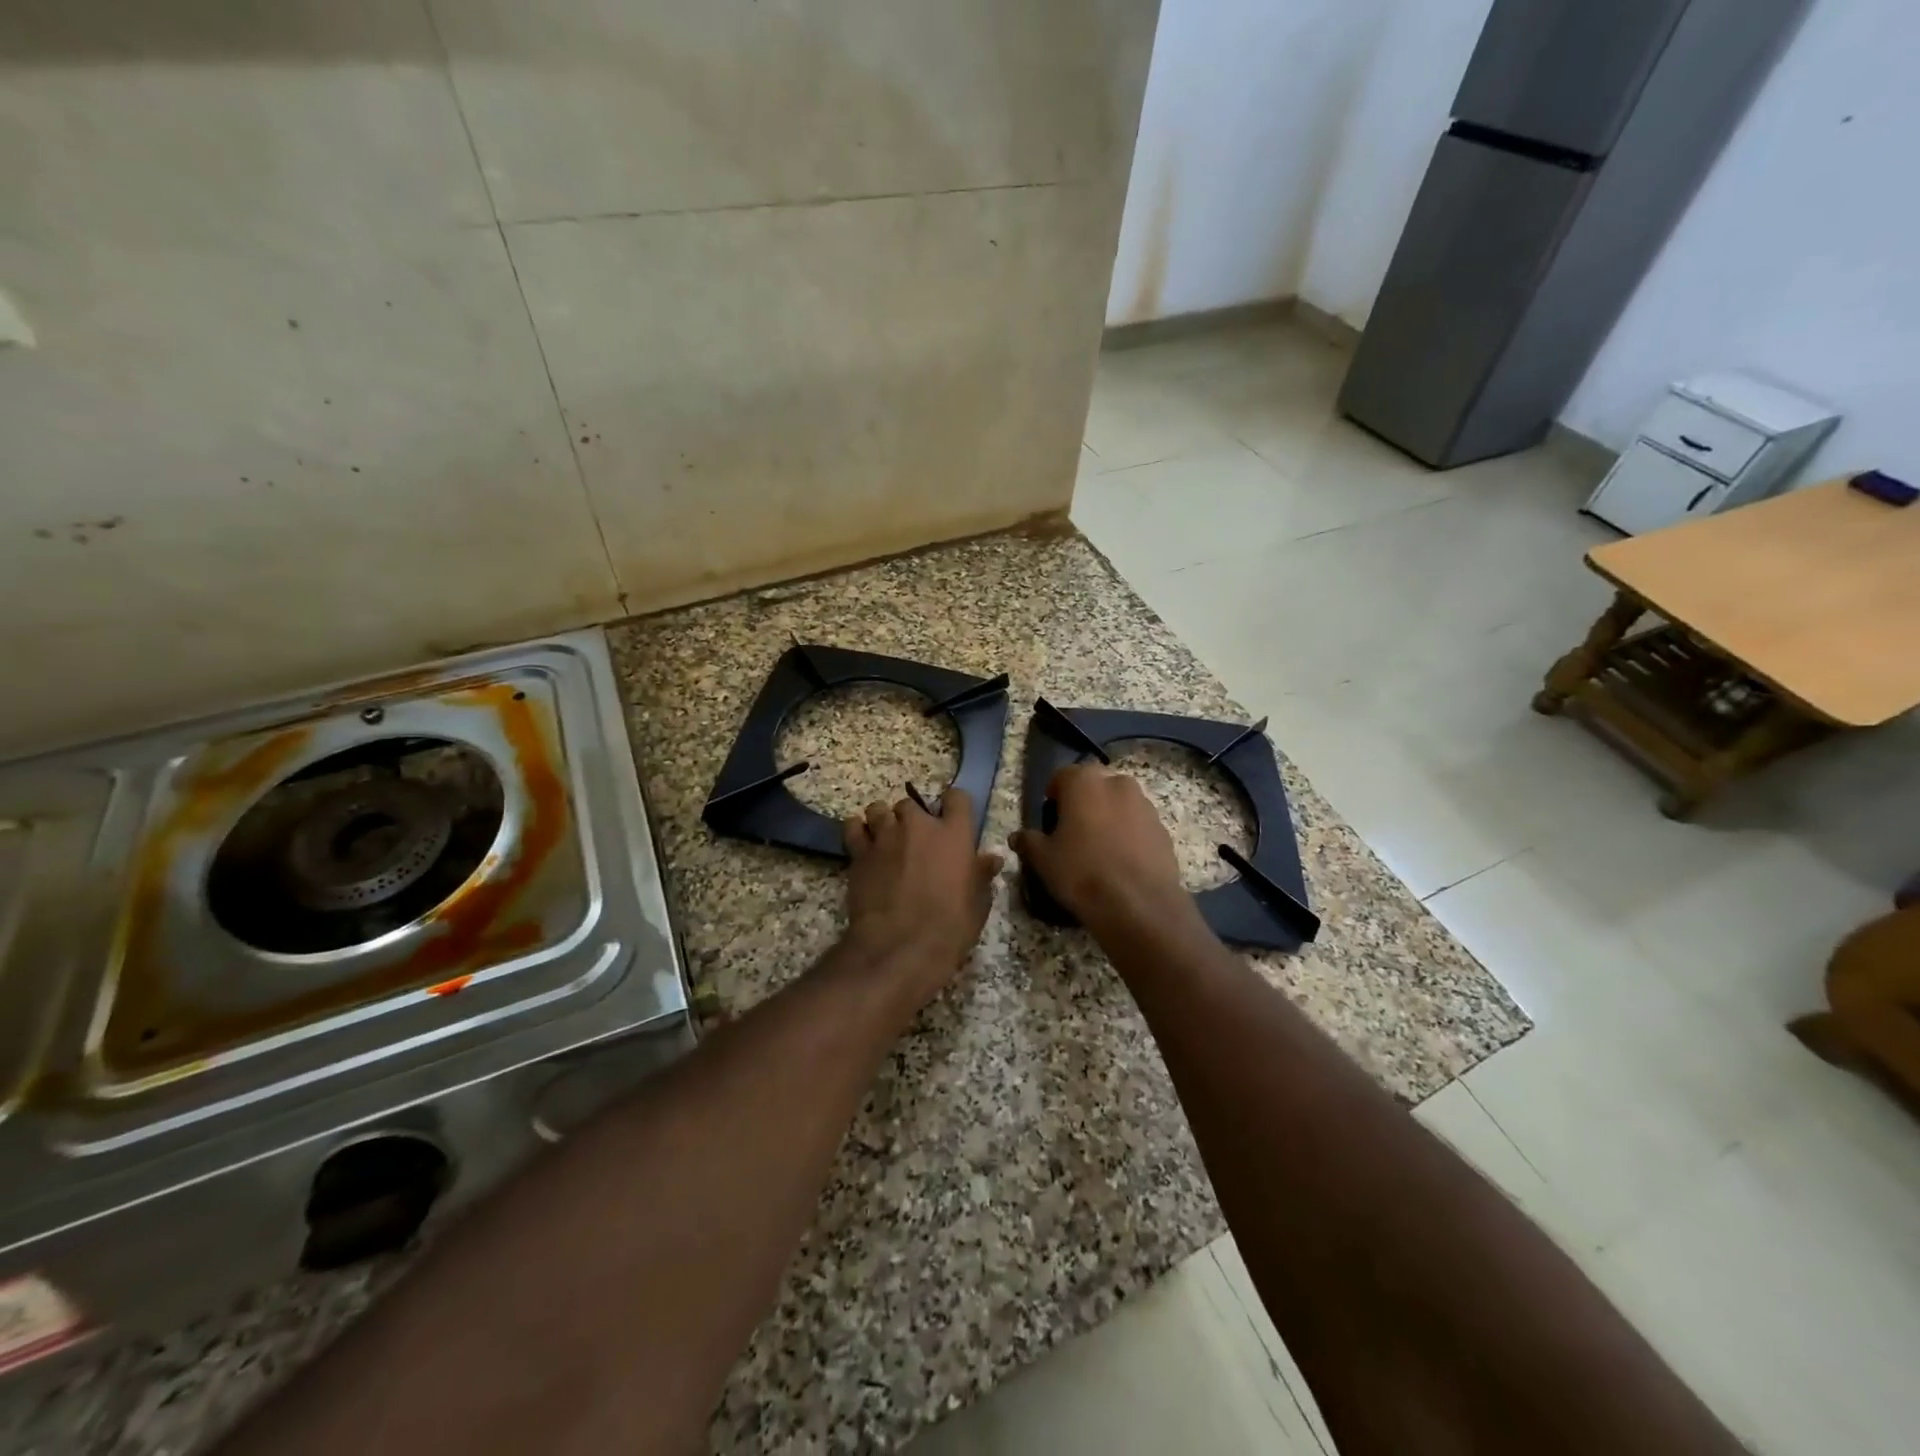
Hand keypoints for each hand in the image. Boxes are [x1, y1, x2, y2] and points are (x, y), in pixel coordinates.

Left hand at [842, 787, 1002, 1012]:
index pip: (957, 797)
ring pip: (879, 810)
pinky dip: (857, 831)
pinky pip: (853, 827)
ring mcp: (885, 836)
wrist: (900, 946)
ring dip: (883, 821)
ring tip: (885, 842)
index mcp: (954, 834)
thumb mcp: (977, 904)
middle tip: (914, 843)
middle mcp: (918, 825)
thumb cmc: (949, 927)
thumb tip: (991, 859)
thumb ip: (982, 875)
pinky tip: (862, 845)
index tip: (951, 819)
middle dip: (912, 819)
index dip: (953, 806)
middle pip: (911, 804)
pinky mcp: (859, 852)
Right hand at [1009, 765, 1189, 931]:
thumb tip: (1017, 837)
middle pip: (1095, 786)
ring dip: (1109, 817)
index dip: (1054, 796)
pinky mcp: (1163, 829)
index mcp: (1085, 782)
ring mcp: (1145, 805)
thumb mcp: (1044, 860)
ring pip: (1120, 804)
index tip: (1050, 819)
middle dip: (1084, 803)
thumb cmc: (1082, 872)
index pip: (1062, 776)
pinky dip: (1129, 835)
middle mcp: (1118, 783)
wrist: (1139, 905)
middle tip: (1074, 832)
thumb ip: (1029, 842)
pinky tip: (1121, 862)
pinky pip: (1138, 825)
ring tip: (1100, 849)